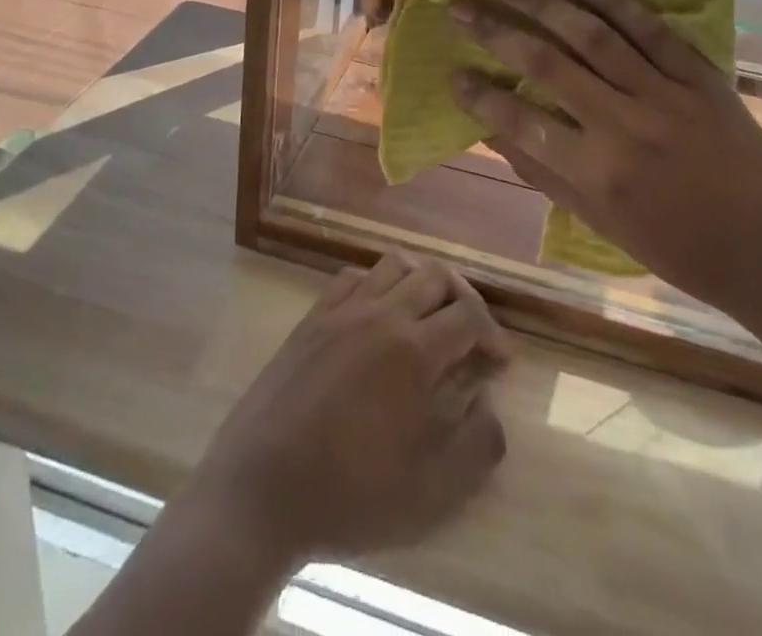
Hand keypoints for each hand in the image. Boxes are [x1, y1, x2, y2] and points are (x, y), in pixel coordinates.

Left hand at [189, 253, 508, 564]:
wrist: (260, 491)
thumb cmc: (349, 496)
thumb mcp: (430, 493)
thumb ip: (477, 445)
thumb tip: (490, 402)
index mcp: (413, 351)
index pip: (468, 315)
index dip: (493, 332)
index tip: (500, 360)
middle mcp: (381, 314)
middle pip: (435, 275)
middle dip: (463, 298)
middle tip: (471, 333)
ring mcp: (342, 310)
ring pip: (394, 265)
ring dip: (420, 282)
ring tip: (428, 317)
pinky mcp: (312, 317)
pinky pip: (353, 276)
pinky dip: (377, 283)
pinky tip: (378, 314)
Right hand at [449, 0, 761, 331]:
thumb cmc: (677, 249)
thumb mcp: (601, 223)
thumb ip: (543, 173)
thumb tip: (493, 130)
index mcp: (597, 173)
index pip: (520, 121)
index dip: (480, 95)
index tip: (452, 72)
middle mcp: (624, 125)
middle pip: (547, 63)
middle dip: (496, 29)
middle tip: (460, 5)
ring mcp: (666, 95)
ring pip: (593, 34)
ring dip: (543, 0)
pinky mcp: (701, 77)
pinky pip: (649, 28)